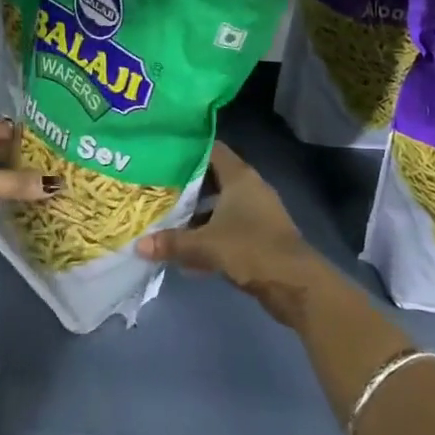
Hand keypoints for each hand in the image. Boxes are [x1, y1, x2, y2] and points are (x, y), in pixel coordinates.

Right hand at [136, 141, 329, 326]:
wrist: (296, 284)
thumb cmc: (251, 249)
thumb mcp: (206, 244)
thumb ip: (172, 242)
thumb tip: (138, 245)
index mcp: (239, 177)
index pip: (212, 149)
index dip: (188, 150)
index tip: (163, 153)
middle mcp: (249, 188)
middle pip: (213, 177)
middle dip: (186, 184)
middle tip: (156, 187)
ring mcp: (257, 213)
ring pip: (220, 204)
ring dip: (197, 212)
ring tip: (166, 218)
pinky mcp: (259, 236)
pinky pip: (228, 226)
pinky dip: (209, 233)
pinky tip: (187, 251)